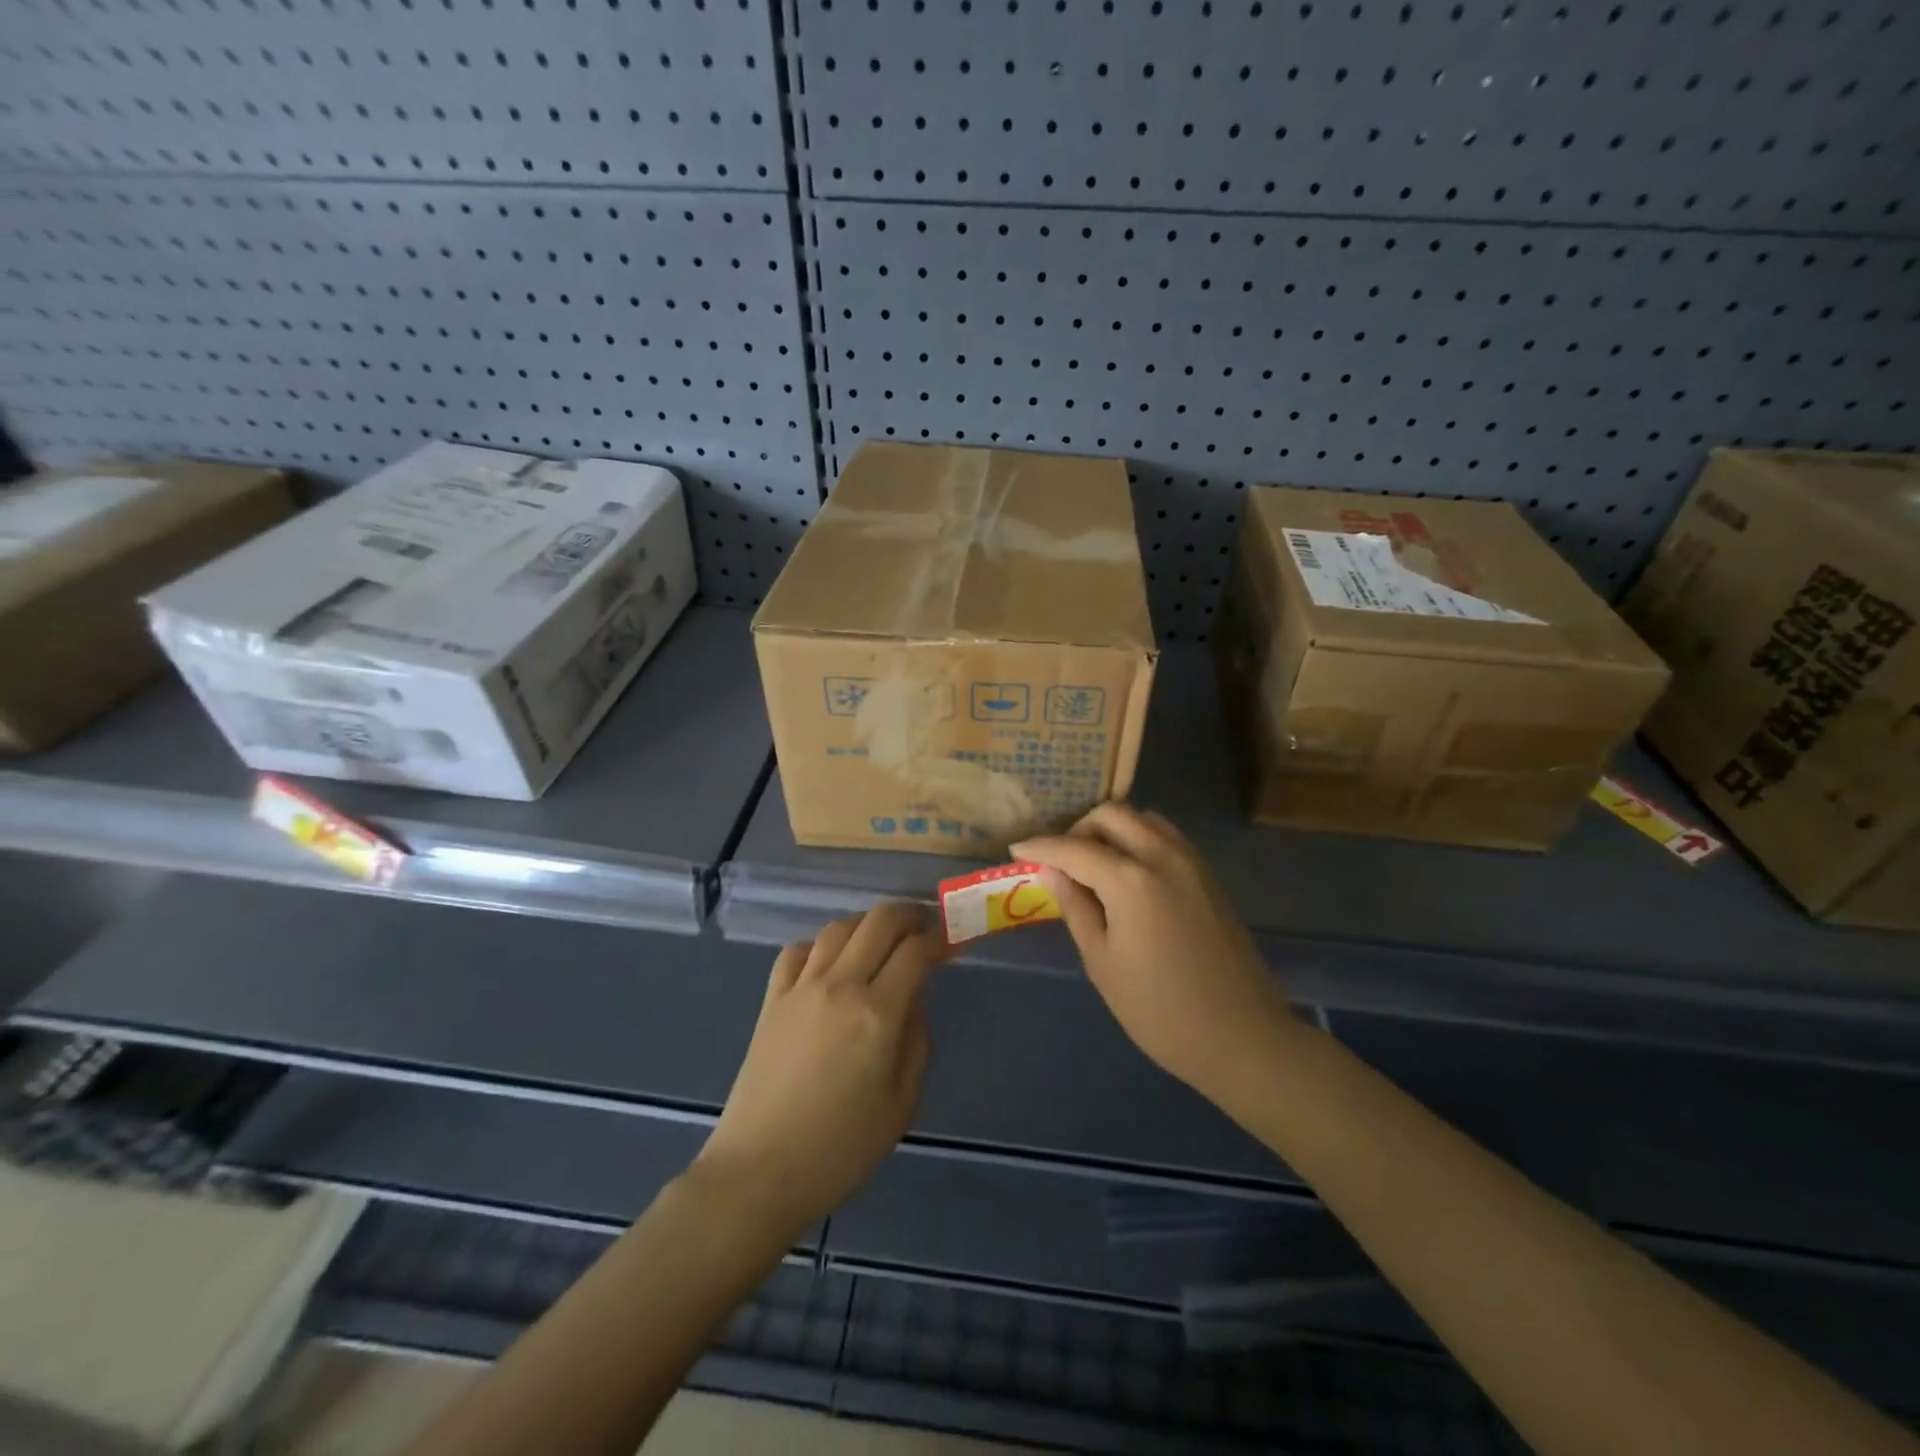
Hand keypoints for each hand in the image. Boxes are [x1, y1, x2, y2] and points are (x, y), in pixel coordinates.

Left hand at [694, 903, 940, 1237]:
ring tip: (882, 938)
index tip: (951, 942)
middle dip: (909, 914)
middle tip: (924, 926)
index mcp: (877, 1014)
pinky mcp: (771, 999)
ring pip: (838, 927)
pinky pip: (797, 951)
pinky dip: (820, 944)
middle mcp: (840, 986)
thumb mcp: (901, 1105)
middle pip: (878, 921)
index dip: (939, 939)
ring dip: (867, 923)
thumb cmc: (840, 1149)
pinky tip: (830, 961)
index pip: (915, 951)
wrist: (759, 1172)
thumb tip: (913, 1002)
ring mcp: (800, 988)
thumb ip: (916, 1043)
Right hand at [1014, 804, 1296, 1101]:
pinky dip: (1138, 840)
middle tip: (1060, 861)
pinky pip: (1165, 838)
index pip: (1074, 848)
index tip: (1016, 849)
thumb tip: (1054, 872)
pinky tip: (1126, 875)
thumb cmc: (1161, 1010)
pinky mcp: (1208, 877)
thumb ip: (1076, 907)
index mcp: (1131, 880)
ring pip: (1143, 820)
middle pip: (1112, 815)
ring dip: (1111, 830)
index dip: (1040, 847)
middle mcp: (1163, 856)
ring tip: (1092, 865)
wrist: (1243, 1037)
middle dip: (1078, 829)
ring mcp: (1192, 863)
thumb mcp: (1103, 963)